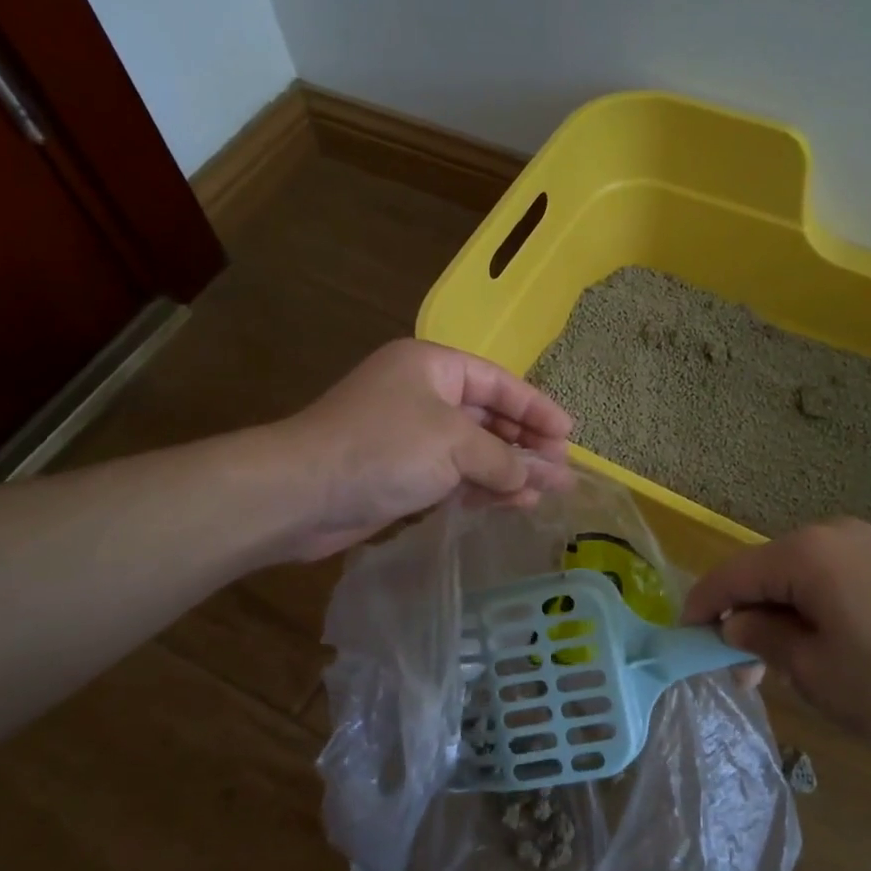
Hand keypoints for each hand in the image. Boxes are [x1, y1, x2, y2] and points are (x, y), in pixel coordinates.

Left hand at [281, 339, 572, 559]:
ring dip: (509, 470)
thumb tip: (535, 479)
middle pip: (488, 416)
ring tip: (547, 494)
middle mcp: (422, 394)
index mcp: (432, 367)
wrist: (302, 493)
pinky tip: (510, 504)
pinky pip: (454, 475)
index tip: (569, 433)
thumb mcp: (454, 445)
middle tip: (562, 470)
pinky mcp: (401, 473)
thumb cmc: (384, 449)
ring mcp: (411, 436)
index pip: (498, 383)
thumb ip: (502, 459)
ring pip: (473, 450)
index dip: (536, 407)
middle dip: (526, 444)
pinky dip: (481, 487)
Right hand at [682, 518, 870, 747]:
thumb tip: (735, 622)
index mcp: (802, 556)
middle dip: (745, 618)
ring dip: (782, 616)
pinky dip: (815, 608)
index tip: (686, 642)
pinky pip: (832, 577)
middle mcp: (827, 534)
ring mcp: (864, 542)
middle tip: (745, 675)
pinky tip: (833, 646)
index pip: (730, 576)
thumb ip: (765, 641)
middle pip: (764, 573)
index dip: (701, 607)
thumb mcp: (822, 676)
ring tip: (791, 667)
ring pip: (798, 576)